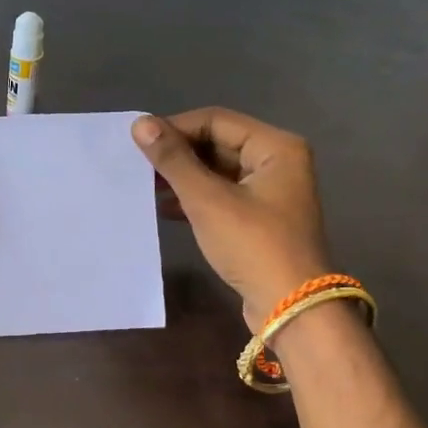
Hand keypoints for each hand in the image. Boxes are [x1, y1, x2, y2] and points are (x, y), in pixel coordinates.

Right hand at [132, 108, 331, 327]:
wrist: (290, 307)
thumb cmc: (252, 245)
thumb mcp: (207, 200)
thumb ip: (173, 161)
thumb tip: (141, 124)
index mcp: (275, 147)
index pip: (215, 120)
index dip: (175, 127)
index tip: (138, 143)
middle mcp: (277, 162)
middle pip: (218, 144)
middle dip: (178, 154)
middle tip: (138, 165)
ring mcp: (270, 192)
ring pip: (218, 171)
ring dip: (183, 178)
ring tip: (145, 186)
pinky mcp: (260, 219)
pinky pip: (222, 196)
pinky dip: (195, 199)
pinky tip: (165, 209)